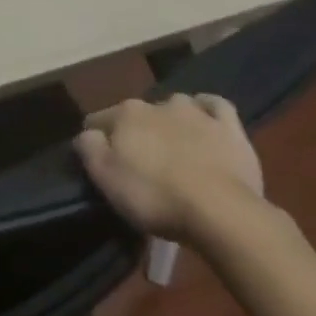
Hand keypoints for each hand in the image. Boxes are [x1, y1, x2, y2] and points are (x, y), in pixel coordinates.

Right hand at [75, 94, 263, 242]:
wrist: (219, 211)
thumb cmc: (154, 196)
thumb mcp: (105, 178)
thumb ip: (88, 149)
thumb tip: (87, 134)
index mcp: (125, 114)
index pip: (98, 120)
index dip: (96, 140)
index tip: (101, 162)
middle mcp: (157, 104)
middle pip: (137, 114)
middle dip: (135, 131)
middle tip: (140, 163)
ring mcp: (196, 113)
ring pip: (175, 105)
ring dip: (170, 119)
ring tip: (174, 145)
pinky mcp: (229, 128)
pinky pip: (215, 106)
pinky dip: (207, 109)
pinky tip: (206, 120)